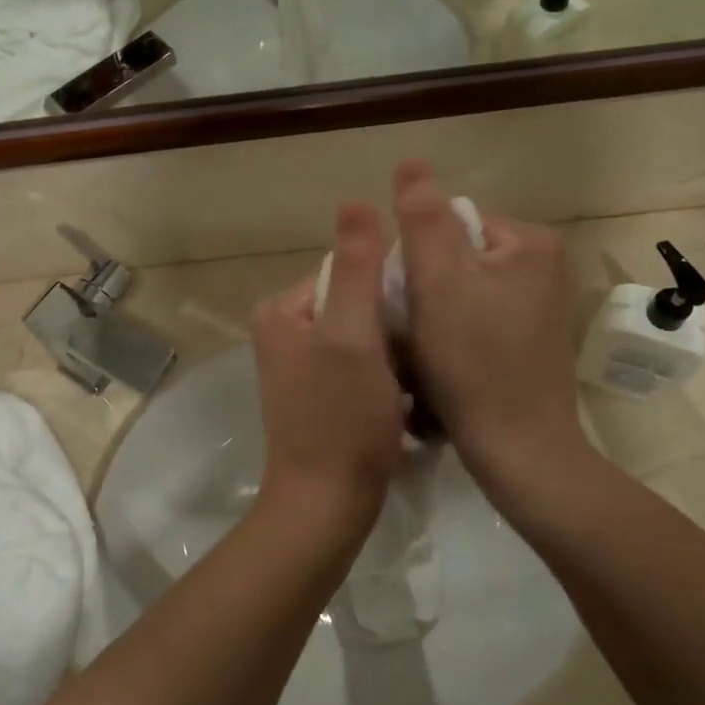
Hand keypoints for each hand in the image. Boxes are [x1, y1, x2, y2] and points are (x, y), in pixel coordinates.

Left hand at [250, 203, 406, 533]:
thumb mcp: (353, 335)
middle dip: (392, 321)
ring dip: (394, 348)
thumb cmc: (342, 418)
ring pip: (363, 333)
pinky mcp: (319, 392)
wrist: (326, 504)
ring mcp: (300, 364)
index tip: (421, 313)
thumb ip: (358, 267)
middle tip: (421, 350)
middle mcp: (284, 329)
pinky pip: (360, 362)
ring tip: (416, 376)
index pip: (347, 269)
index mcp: (283, 309)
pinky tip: (405, 396)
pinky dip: (385, 372)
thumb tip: (357, 200)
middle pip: (356, 301)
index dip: (389, 286)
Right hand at [392, 161, 596, 525]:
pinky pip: (476, 320)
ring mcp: (538, 307)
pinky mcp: (529, 342)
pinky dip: (453, 334)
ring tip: (421, 349)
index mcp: (529, 242)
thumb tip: (411, 163)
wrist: (518, 449)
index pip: (450, 222)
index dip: (415, 255)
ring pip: (461, 291)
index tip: (404, 296)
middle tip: (409, 326)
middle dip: (424, 285)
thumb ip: (422, 218)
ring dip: (433, 313)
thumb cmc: (472, 360)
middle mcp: (543, 267)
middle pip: (455, 256)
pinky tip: (442, 364)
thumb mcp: (438, 280)